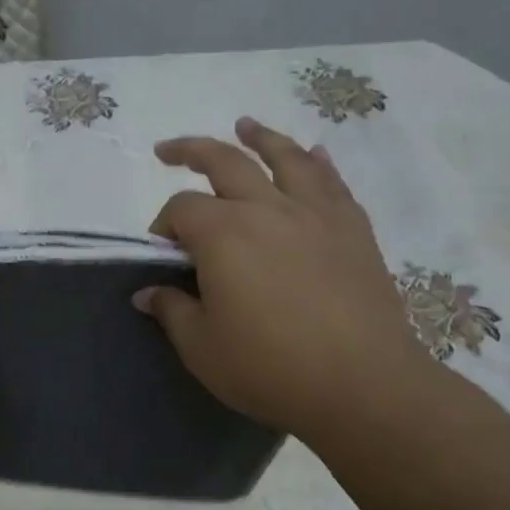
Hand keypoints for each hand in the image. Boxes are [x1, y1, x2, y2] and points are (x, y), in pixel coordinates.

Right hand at [136, 117, 444, 448]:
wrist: (362, 383)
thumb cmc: (270, 367)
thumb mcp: (202, 348)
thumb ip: (172, 311)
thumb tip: (146, 293)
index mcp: (223, 234)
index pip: (181, 209)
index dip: (163, 226)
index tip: (162, 252)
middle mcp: (267, 208)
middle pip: (224, 162)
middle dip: (191, 151)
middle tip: (168, 150)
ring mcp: (315, 213)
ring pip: (284, 157)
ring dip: (259, 137)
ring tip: (245, 126)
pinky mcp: (352, 228)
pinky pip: (332, 182)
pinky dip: (317, 162)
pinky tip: (314, 154)